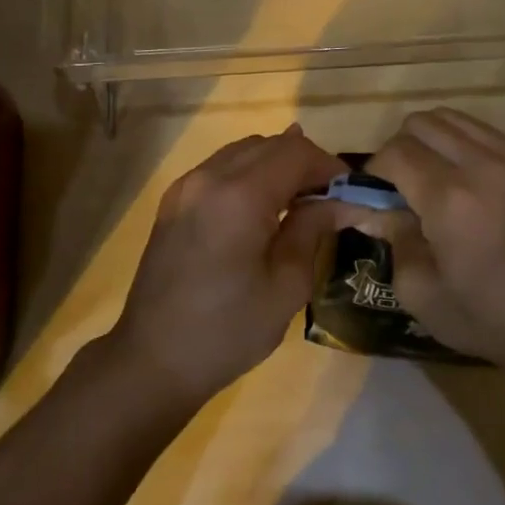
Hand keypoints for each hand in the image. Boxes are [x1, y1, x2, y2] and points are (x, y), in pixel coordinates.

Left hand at [109, 125, 346, 410]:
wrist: (152, 359)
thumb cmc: (228, 331)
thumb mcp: (286, 285)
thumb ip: (313, 229)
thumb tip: (343, 201)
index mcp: (239, 195)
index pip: (295, 152)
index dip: (329, 166)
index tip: (351, 194)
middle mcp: (209, 176)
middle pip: (270, 145)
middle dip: (306, 163)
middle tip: (330, 199)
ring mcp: (186, 185)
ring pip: (244, 151)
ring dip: (277, 165)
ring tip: (300, 202)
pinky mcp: (174, 200)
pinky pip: (221, 167)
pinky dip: (250, 174)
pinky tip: (263, 206)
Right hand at [357, 108, 504, 382]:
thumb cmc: (489, 317)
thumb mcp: (420, 291)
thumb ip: (391, 237)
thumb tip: (374, 208)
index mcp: (450, 199)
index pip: (394, 153)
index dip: (374, 171)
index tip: (374, 197)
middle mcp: (481, 165)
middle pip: (420, 123)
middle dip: (399, 150)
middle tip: (401, 187)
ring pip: (451, 117)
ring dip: (430, 141)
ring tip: (432, 178)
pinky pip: (483, 130)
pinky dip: (461, 145)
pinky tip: (467, 180)